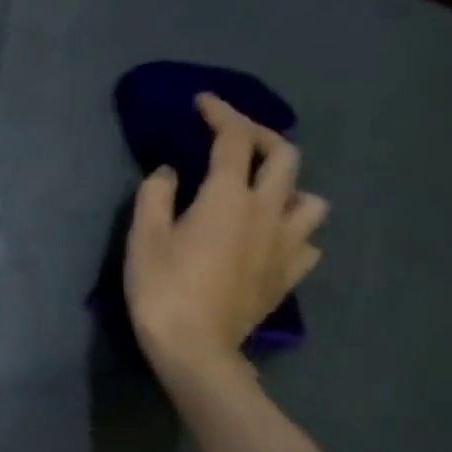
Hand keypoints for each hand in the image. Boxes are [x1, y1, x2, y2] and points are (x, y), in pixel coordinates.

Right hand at [126, 93, 328, 388]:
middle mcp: (267, 211)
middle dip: (259, 137)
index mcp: (228, 197)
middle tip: (233, 139)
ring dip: (288, 186)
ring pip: (309, 198)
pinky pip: (308, 242)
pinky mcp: (290, 275)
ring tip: (263, 195)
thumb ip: (154, 196)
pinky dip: (293, 232)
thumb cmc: (161, 289)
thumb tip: (168, 172)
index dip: (220, 114)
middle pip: (283, 156)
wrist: (195, 348)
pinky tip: (272, 240)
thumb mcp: (142, 238)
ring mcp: (286, 244)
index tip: (203, 103)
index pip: (232, 139)